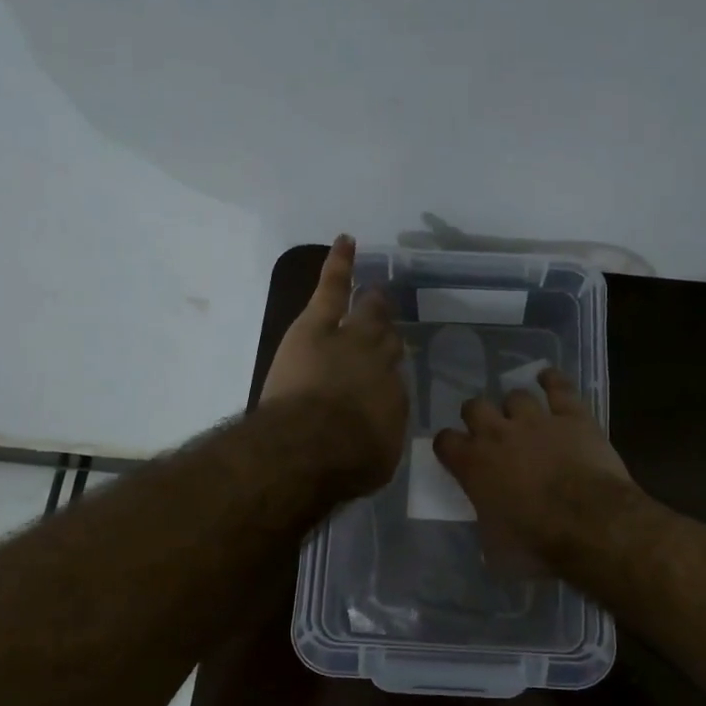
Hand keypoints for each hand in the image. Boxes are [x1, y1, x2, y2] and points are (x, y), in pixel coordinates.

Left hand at [260, 236, 407, 491]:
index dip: (387, 380)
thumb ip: (378, 437)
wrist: (312, 445)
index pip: (394, 383)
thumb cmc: (346, 463)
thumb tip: (374, 430)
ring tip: (376, 290)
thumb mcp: (376, 459)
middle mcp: (380, 365)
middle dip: (386, 336)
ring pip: (368, 313)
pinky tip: (346, 242)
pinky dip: (340, 264)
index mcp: (394, 400)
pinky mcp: (318, 325)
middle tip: (388, 330)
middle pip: (387, 343)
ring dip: (372, 303)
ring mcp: (351, 339)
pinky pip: (334, 287)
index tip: (382, 383)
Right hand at [432, 368, 635, 566]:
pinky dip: (552, 380)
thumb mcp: (494, 544)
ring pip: (516, 395)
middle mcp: (498, 434)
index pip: (445, 442)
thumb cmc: (536, 543)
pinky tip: (548, 378)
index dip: (448, 446)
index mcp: (473, 464)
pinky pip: (558, 386)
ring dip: (517, 406)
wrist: (589, 523)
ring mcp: (536, 420)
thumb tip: (488, 520)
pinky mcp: (572, 415)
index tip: (455, 453)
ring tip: (523, 416)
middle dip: (478, 416)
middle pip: (475, 406)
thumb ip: (484, 519)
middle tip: (489, 431)